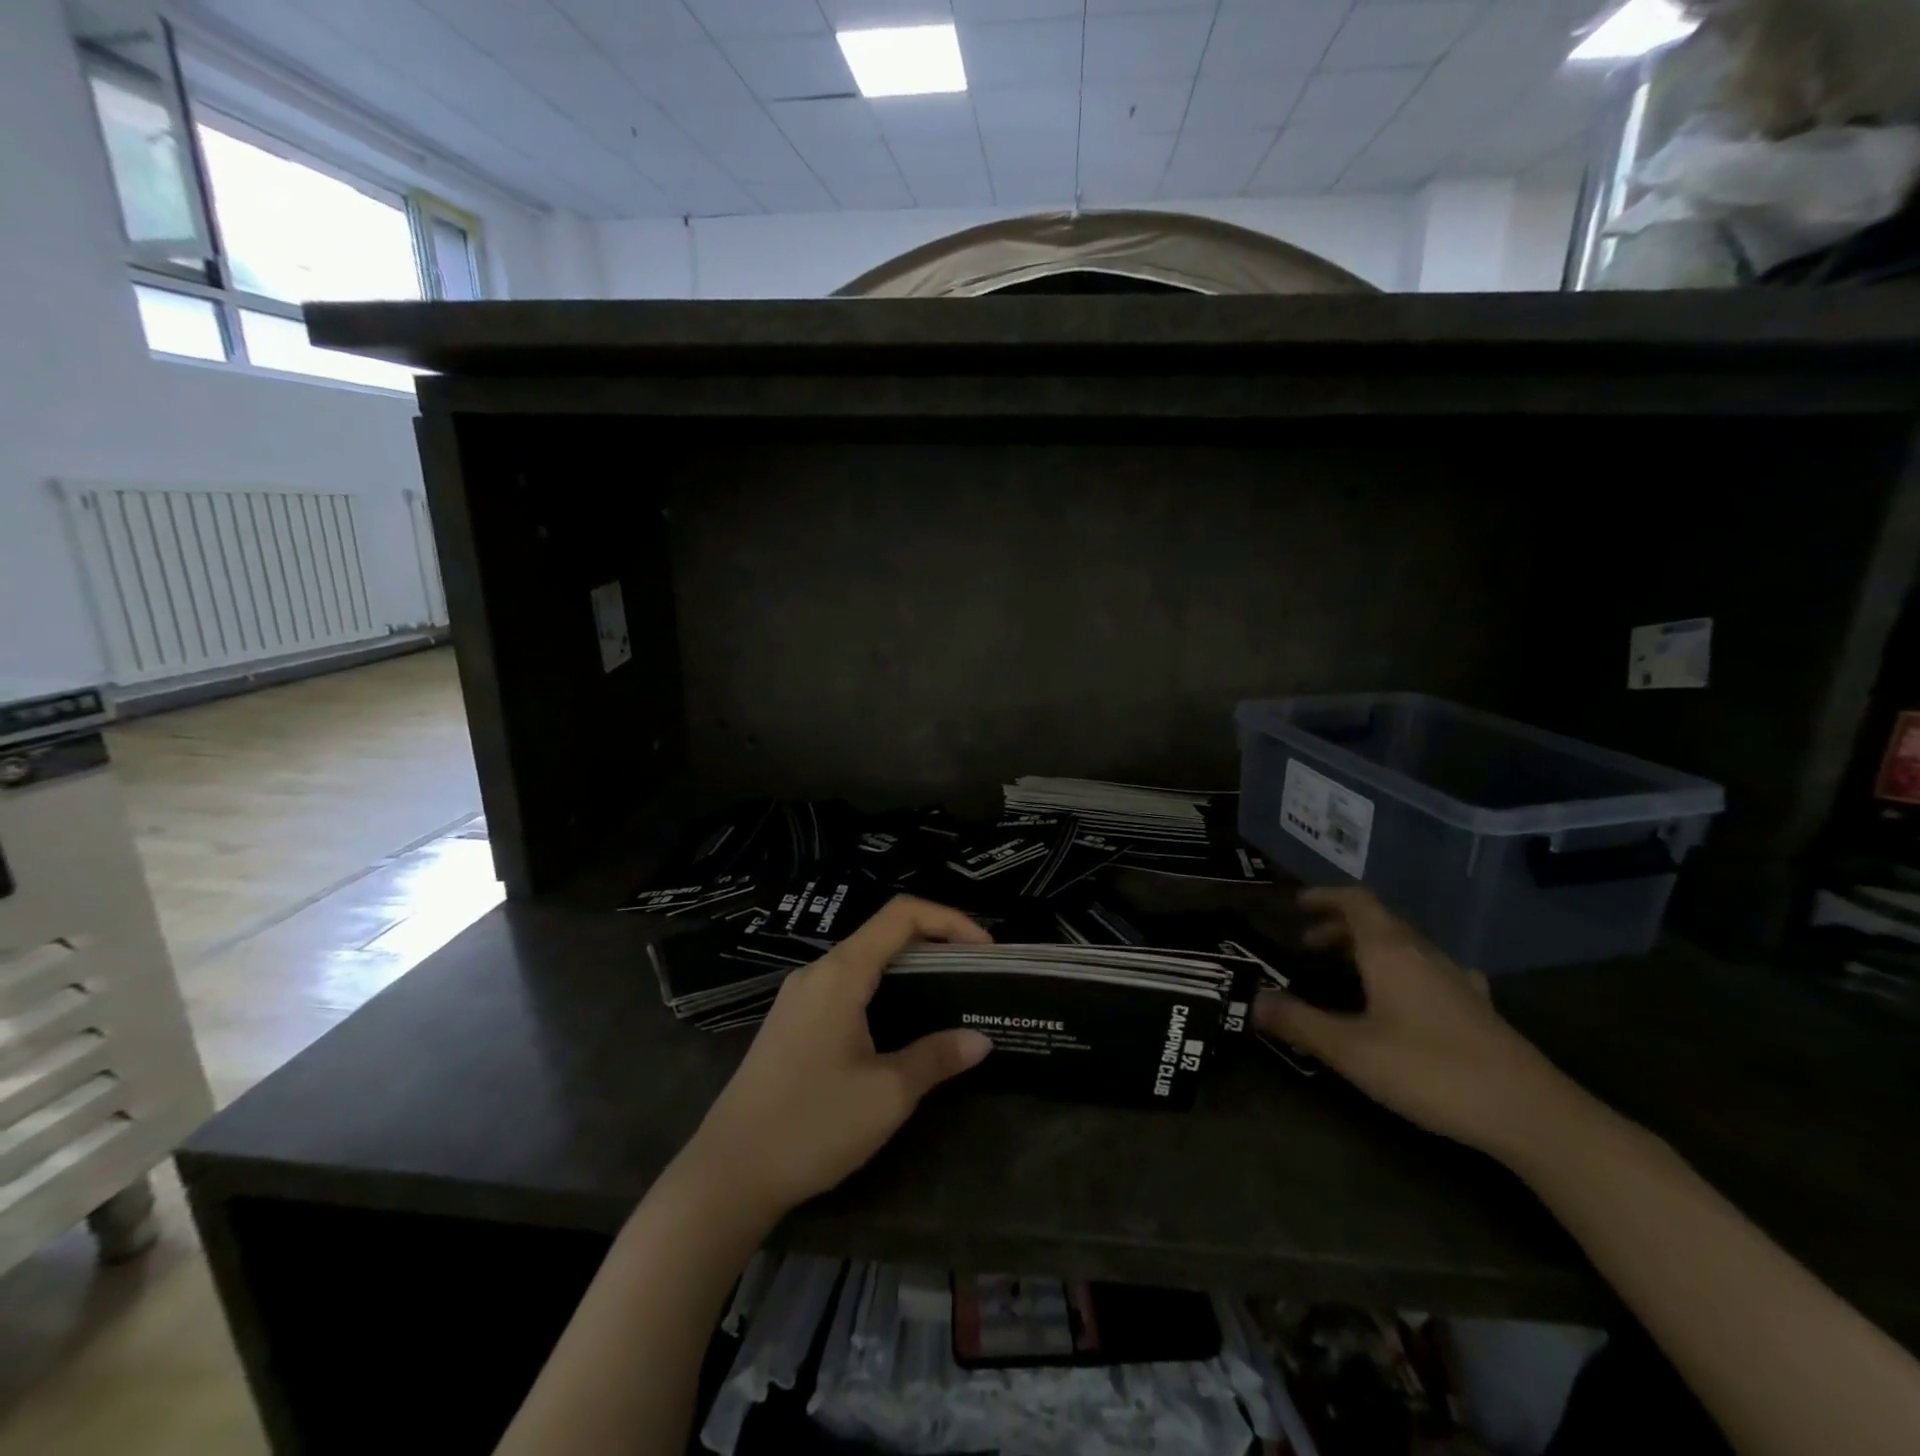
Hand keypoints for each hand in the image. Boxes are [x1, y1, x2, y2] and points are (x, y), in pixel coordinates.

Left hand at [678, 896, 993, 1223]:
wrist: (728, 1174)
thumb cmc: (812, 1125)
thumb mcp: (887, 1095)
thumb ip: (937, 1057)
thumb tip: (980, 1040)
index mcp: (841, 973)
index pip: (902, 914)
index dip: (950, 920)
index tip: (985, 950)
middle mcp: (818, 971)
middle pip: (884, 932)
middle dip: (935, 943)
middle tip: (974, 973)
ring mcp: (799, 996)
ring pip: (864, 959)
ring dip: (908, 967)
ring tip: (947, 996)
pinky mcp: (791, 1021)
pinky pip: (846, 985)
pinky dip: (883, 988)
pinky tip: (900, 1023)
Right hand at [1255, 888, 1577, 1157]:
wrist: (1533, 1114)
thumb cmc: (1432, 1071)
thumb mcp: (1352, 1051)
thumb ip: (1300, 1023)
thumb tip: (1255, 1000)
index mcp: (1391, 952)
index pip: (1356, 901)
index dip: (1325, 897)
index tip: (1297, 905)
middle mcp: (1424, 954)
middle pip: (1379, 922)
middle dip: (1340, 927)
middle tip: (1309, 946)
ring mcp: (1457, 980)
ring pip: (1406, 947)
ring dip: (1370, 949)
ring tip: (1348, 972)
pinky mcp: (1478, 1008)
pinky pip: (1431, 971)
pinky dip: (1405, 971)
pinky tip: (1409, 997)